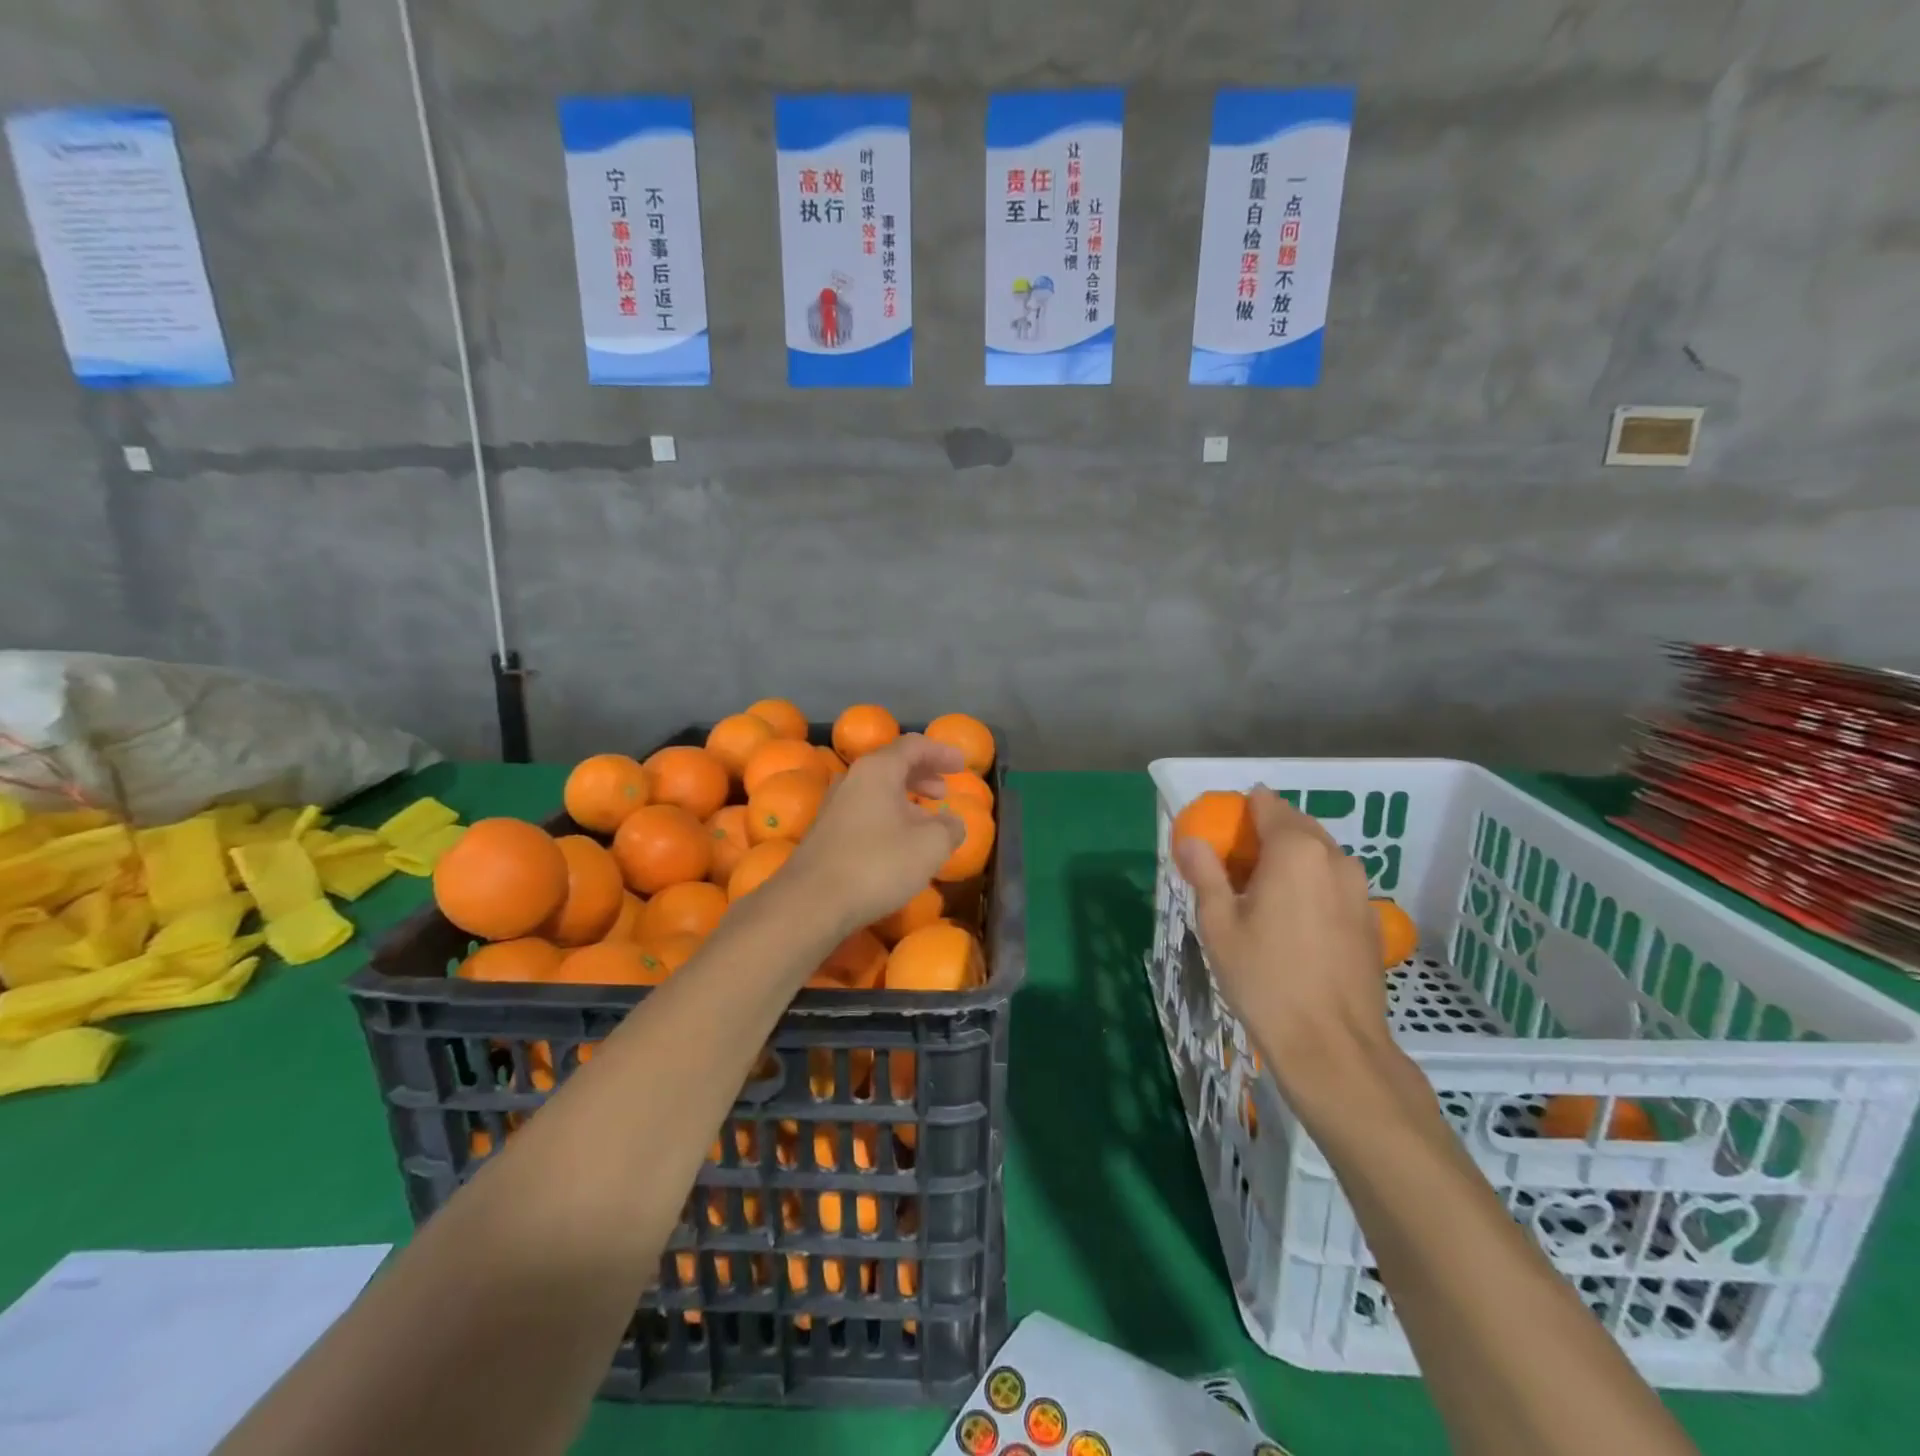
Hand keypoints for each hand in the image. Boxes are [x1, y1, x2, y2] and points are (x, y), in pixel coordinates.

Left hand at [784, 734, 964, 932]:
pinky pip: (865, 810)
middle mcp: (853, 779)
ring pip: (877, 789)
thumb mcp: (930, 846)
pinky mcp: (826, 832)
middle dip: (922, 774)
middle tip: (944, 790)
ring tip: (927, 818)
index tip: (962, 765)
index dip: (941, 752)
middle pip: (892, 764)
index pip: (913, 746)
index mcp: (878, 769)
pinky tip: (899, 842)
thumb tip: (952, 822)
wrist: (812, 902)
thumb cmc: (878, 864)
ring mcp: (835, 805)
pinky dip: (889, 815)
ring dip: (906, 797)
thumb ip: (949, 827)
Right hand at [1174, 787, 1394, 1112]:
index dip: (1239, 812)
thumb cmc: (1264, 978)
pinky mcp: (1371, 918)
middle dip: (1263, 834)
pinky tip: (1291, 922)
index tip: (1218, 834)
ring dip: (1288, 860)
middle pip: (1295, 825)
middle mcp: (1335, 858)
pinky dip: (1310, 885)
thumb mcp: (1219, 924)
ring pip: (1318, 855)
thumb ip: (1205, 873)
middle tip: (1232, 866)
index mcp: (1295, 850)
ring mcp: (1360, 889)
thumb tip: (1191, 840)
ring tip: (1258, 895)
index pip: (1266, 805)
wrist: (1332, 1046)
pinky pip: (1334, 883)